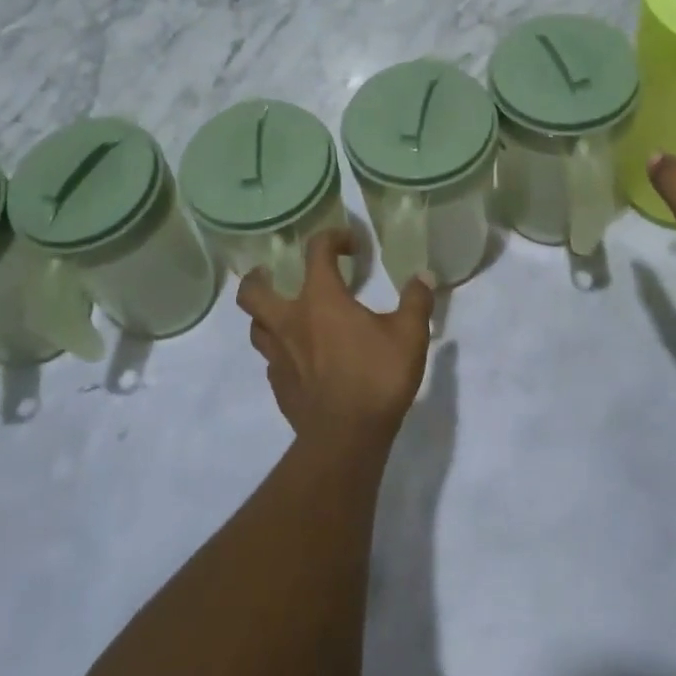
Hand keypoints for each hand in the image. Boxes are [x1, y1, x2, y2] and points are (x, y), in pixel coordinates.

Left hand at [237, 228, 435, 451]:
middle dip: (258, 278)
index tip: (351, 245)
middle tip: (273, 275)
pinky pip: (271, 360)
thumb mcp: (409, 335)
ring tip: (285, 316)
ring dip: (265, 317)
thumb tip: (423, 277)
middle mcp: (290, 321)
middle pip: (252, 292)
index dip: (332, 238)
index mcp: (320, 299)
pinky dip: (281, 352)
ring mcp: (278, 356)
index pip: (316, 251)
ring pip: (256, 327)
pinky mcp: (278, 385)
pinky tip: (301, 360)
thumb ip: (416, 301)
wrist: (345, 437)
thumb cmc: (377, 377)